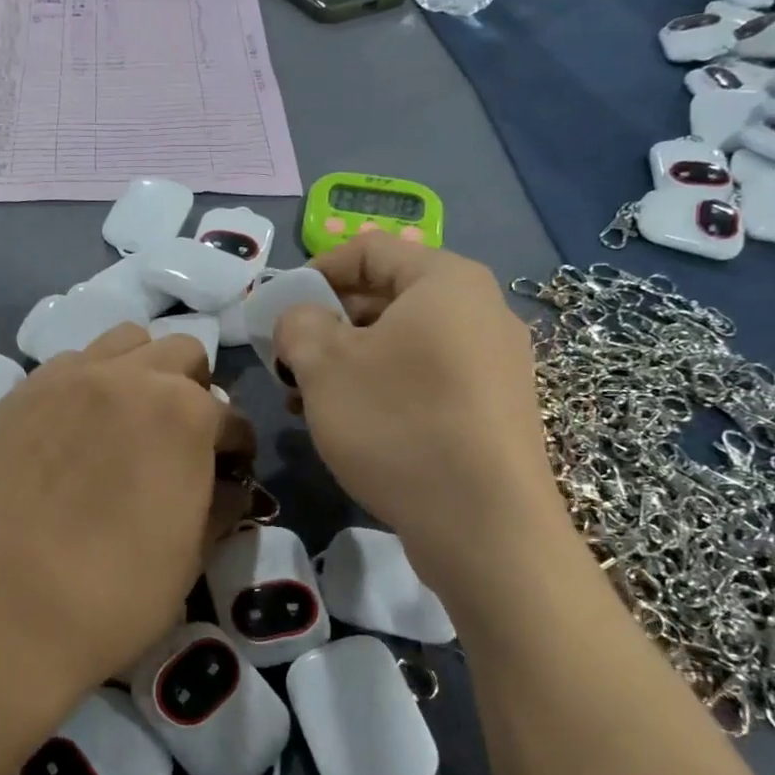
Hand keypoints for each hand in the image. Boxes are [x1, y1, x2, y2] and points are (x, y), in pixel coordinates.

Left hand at [0, 325, 252, 715]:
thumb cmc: (113, 595)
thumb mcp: (190, 556)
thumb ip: (220, 505)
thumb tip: (228, 486)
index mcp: (184, 412)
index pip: (231, 417)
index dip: (236, 449)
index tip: (229, 473)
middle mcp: (128, 376)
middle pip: (180, 355)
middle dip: (194, 391)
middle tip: (182, 441)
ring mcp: (66, 378)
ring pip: (122, 343)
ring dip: (141, 373)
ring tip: (129, 423)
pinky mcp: (18, 395)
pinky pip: (68, 367)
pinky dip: (88, 385)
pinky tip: (77, 433)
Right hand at [272, 236, 566, 574]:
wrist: (485, 525)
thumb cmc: (398, 424)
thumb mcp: (324, 365)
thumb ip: (297, 324)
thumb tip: (301, 320)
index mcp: (446, 281)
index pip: (368, 250)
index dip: (314, 273)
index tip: (279, 312)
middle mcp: (481, 311)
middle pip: (387, 298)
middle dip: (328, 327)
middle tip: (289, 365)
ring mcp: (495, 364)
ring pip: (404, 345)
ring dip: (350, 365)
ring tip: (309, 403)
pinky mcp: (495, 411)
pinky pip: (428, 380)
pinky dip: (384, 391)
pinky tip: (353, 428)